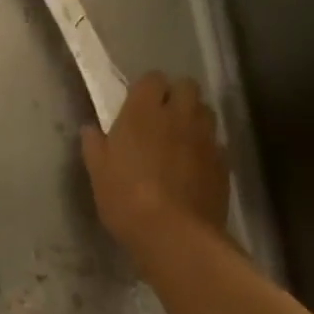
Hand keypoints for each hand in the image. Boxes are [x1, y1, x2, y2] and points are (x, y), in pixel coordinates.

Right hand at [81, 72, 229, 251]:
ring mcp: (205, 138)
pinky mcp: (223, 162)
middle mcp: (179, 115)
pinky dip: (207, 148)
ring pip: (205, 111)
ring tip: (181, 139)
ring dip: (194, 118)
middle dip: (177, 95)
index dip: (147, 88)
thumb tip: (90, 129)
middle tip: (162, 117)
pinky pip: (216, 143)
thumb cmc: (127, 199)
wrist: (176, 235)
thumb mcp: (98, 173)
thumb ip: (94, 145)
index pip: (152, 78)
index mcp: (144, 111)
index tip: (138, 104)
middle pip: (187, 86)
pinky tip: (195, 168)